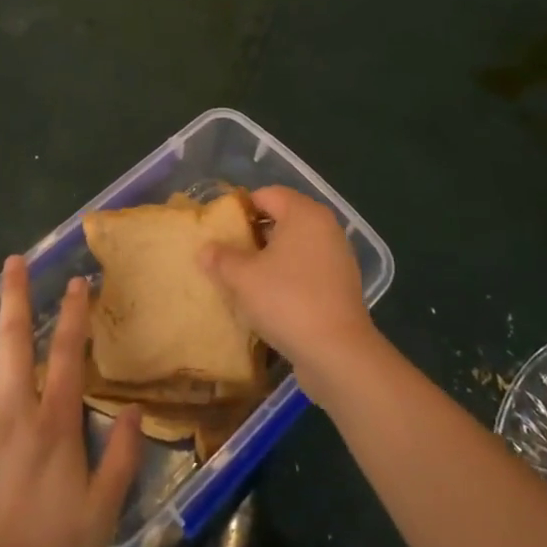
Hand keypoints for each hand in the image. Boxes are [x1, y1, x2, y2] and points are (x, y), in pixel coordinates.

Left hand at [0, 258, 143, 546]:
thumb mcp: (101, 513)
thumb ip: (122, 459)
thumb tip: (135, 410)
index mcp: (54, 423)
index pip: (68, 354)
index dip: (74, 314)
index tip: (76, 281)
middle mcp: (13, 407)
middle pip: (15, 339)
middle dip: (16, 295)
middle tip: (14, 260)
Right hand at [200, 186, 379, 398]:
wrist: (337, 352)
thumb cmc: (287, 300)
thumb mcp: (243, 277)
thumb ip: (221, 258)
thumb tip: (205, 249)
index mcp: (304, 213)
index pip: (267, 194)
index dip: (240, 208)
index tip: (219, 228)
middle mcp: (325, 227)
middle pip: (282, 218)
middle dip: (253, 234)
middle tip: (226, 253)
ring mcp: (337, 256)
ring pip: (295, 246)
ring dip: (270, 257)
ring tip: (243, 277)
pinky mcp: (341, 284)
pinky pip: (307, 269)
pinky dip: (288, 276)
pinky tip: (268, 298)